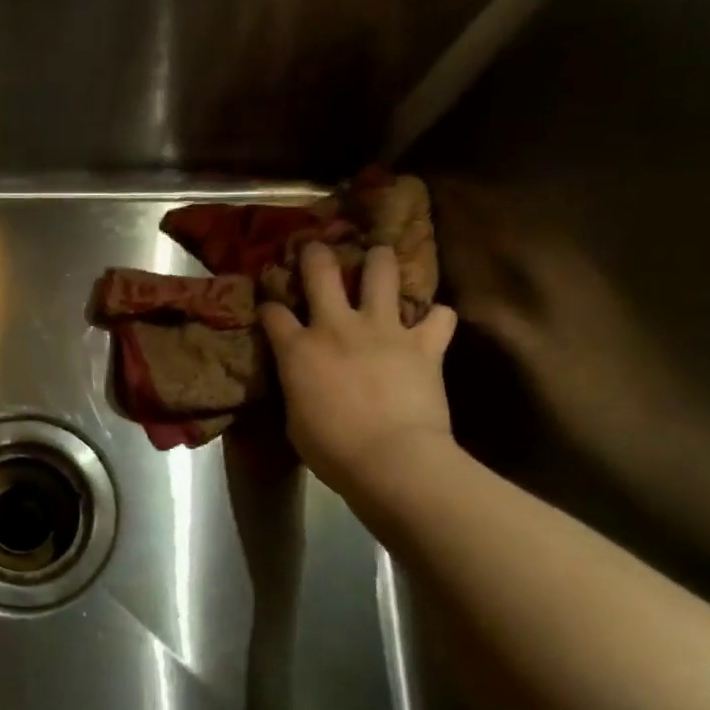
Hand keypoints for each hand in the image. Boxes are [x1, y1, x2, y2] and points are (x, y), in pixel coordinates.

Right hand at [261, 242, 458, 499]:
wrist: (392, 460)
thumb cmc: (331, 450)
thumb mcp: (295, 419)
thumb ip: (297, 388)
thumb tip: (302, 380)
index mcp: (298, 349)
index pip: (273, 312)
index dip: (269, 306)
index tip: (271, 308)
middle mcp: (337, 326)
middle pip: (321, 270)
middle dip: (316, 254)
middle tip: (317, 249)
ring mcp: (383, 329)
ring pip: (381, 271)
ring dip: (379, 261)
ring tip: (379, 260)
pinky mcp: (424, 343)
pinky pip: (439, 315)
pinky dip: (436, 318)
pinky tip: (432, 324)